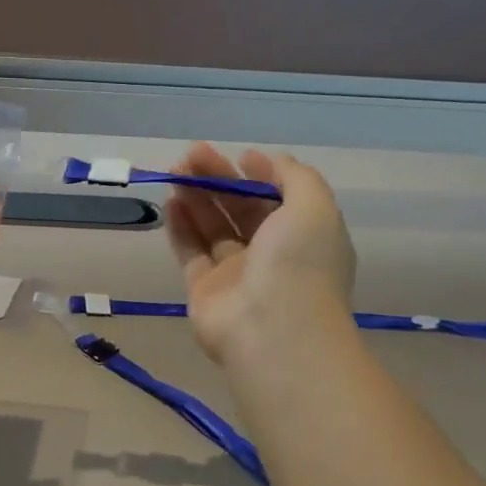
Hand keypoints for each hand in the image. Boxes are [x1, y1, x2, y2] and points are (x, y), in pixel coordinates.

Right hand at [164, 144, 355, 365]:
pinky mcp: (204, 289)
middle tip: (192, 154)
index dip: (262, 175)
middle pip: (241, 209)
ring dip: (196, 197)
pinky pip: (191, 251)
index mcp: (304, 236)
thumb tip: (271, 161)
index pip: (280, 199)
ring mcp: (236, 273)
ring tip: (176, 171)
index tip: (241, 157)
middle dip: (219, 179)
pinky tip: (171, 201)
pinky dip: (181, 226)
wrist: (272, 331)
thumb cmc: (299, 263)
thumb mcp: (314, 207)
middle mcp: (272, 254)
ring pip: (213, 227)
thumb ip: (296, 177)